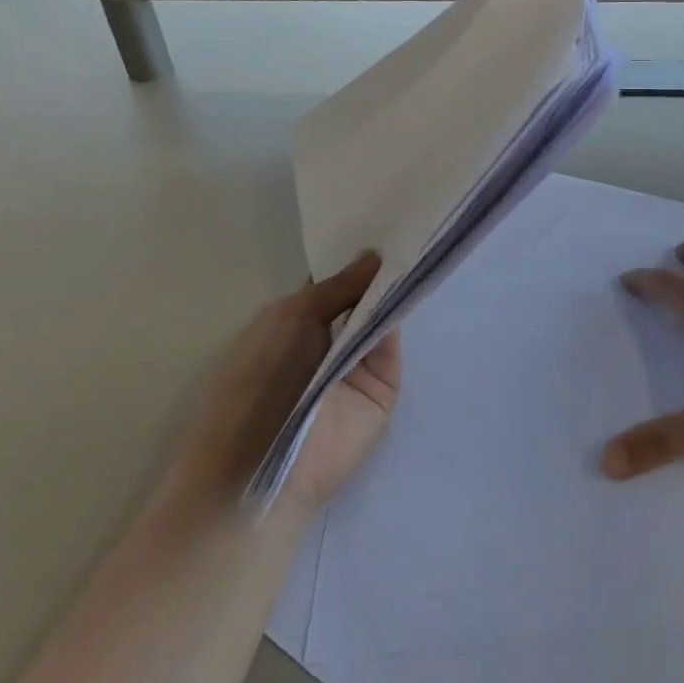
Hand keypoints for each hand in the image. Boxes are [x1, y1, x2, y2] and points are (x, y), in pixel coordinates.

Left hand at [164, 252, 400, 516]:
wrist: (267, 460)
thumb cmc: (262, 378)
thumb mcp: (295, 316)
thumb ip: (341, 285)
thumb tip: (375, 255)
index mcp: (295, 322)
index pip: (333, 283)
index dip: (354, 258)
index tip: (383, 222)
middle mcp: (327, 340)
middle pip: (362, 298)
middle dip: (381, 270)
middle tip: (412, 228)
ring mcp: (356, 364)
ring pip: (381, 318)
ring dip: (396, 290)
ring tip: (422, 245)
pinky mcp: (382, 387)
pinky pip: (394, 345)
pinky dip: (402, 318)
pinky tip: (418, 282)